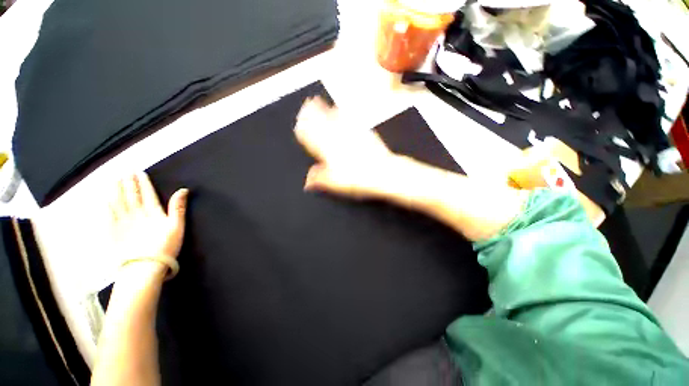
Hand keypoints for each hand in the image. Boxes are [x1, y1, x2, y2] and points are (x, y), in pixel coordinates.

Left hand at [109, 173, 188, 267]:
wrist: (144, 267)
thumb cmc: (165, 246)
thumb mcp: (178, 226)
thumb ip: (179, 207)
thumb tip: (183, 190)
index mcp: (152, 212)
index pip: (147, 193)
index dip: (143, 182)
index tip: (139, 172)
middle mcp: (135, 214)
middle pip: (131, 195)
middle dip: (128, 183)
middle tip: (125, 172)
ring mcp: (122, 223)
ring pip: (118, 202)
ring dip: (116, 190)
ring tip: (114, 181)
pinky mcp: (114, 232)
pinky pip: (108, 215)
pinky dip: (107, 206)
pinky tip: (105, 201)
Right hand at [294, 97, 399, 198]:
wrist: (382, 171)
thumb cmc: (358, 177)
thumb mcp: (334, 183)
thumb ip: (318, 179)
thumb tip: (307, 182)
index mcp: (327, 149)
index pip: (310, 135)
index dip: (303, 129)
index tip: (299, 124)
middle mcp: (337, 137)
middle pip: (320, 121)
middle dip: (310, 113)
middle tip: (305, 105)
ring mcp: (350, 132)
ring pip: (332, 116)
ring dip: (323, 108)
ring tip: (317, 101)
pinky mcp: (362, 131)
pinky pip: (348, 118)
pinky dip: (340, 112)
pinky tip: (339, 110)